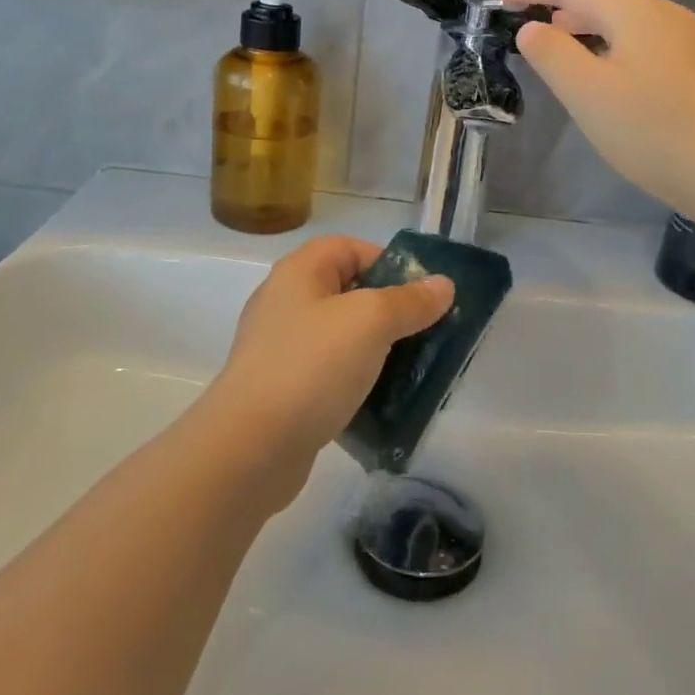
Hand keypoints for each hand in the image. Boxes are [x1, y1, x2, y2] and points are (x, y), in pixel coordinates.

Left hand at [200, 236, 453, 503]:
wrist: (250, 447)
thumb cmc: (312, 366)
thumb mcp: (370, 322)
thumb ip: (410, 301)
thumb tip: (443, 284)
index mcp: (299, 273)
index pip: (348, 248)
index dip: (387, 261)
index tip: (421, 294)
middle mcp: (285, 303)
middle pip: (348, 292)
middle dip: (390, 311)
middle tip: (425, 334)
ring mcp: (281, 349)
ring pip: (342, 337)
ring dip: (377, 350)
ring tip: (411, 370)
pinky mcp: (283, 390)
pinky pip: (329, 374)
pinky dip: (356, 382)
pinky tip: (381, 402)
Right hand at [501, 0, 694, 220]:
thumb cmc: (654, 134)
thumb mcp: (588, 94)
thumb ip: (553, 55)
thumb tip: (532, 27)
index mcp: (636, 13)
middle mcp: (665, 16)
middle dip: (558, 1)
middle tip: (522, 17)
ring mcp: (685, 42)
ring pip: (623, 20)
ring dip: (583, 24)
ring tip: (554, 39)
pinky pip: (640, 41)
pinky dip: (607, 44)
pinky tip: (601, 71)